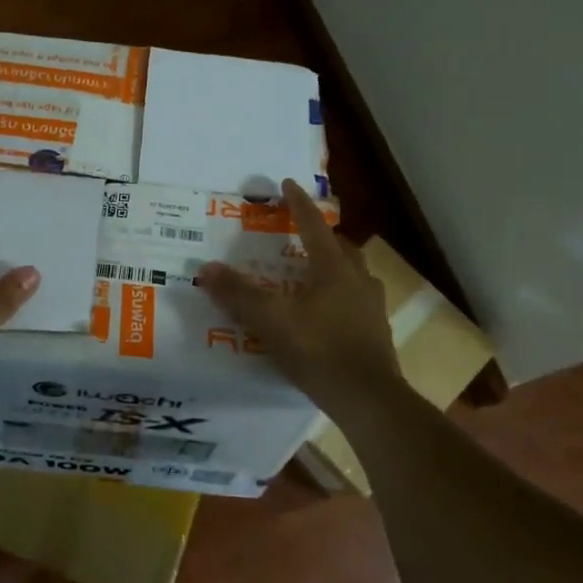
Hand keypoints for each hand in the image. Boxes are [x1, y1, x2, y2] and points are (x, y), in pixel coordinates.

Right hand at [198, 179, 401, 417]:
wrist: (368, 399)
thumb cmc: (319, 350)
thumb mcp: (270, 320)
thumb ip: (238, 294)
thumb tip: (206, 268)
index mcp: (333, 268)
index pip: (313, 225)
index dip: (298, 203)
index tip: (287, 183)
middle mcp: (358, 280)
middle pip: (340, 248)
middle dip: (320, 237)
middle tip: (300, 236)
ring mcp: (372, 307)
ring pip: (353, 275)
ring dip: (334, 267)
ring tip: (312, 275)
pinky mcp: (376, 334)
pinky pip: (356, 302)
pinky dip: (339, 297)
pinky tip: (325, 314)